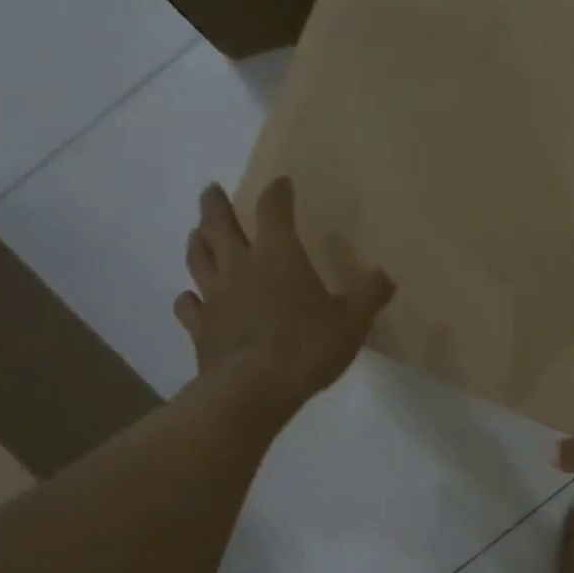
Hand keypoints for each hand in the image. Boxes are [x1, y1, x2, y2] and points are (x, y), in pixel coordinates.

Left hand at [173, 179, 393, 410]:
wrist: (254, 389)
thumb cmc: (307, 347)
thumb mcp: (352, 321)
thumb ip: (369, 294)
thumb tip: (385, 276)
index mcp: (278, 256)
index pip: (274, 210)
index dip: (278, 193)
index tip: (281, 183)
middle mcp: (240, 267)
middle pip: (218, 224)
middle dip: (215, 204)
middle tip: (211, 190)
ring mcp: (214, 297)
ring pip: (197, 257)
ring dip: (197, 240)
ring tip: (198, 232)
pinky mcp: (200, 328)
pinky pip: (188, 305)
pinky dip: (188, 298)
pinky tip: (191, 298)